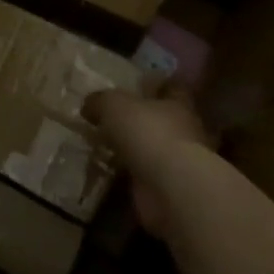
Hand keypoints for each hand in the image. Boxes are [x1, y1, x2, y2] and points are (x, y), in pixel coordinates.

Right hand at [83, 88, 221, 238]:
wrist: (169, 186)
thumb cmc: (147, 132)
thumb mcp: (113, 105)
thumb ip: (100, 101)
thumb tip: (89, 105)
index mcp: (177, 104)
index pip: (171, 88)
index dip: (156, 85)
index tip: (136, 85)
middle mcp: (184, 130)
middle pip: (162, 120)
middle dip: (140, 120)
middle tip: (111, 119)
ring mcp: (178, 162)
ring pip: (152, 149)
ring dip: (133, 150)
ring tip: (103, 147)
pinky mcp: (168, 188)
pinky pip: (144, 175)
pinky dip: (129, 174)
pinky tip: (108, 172)